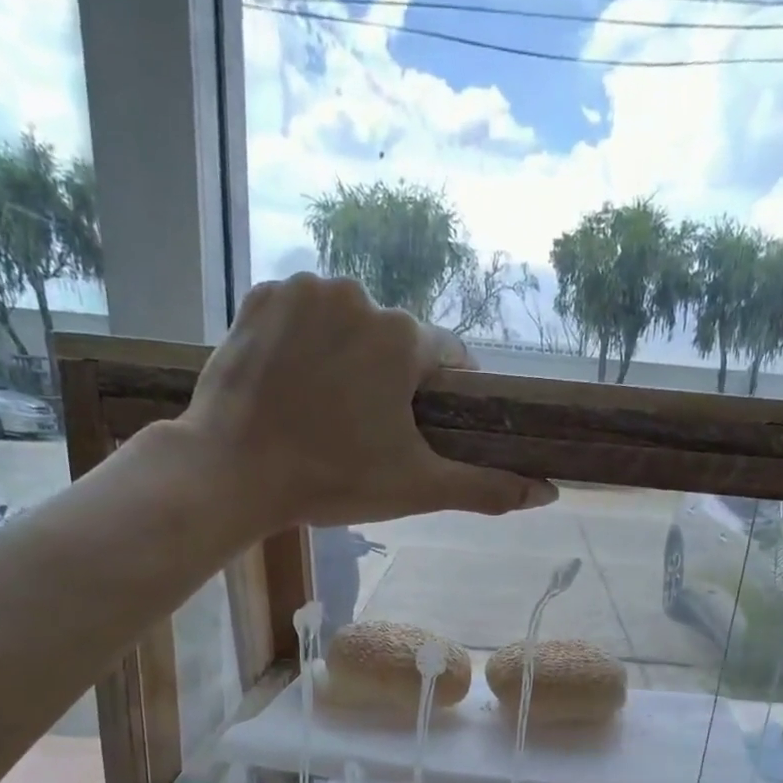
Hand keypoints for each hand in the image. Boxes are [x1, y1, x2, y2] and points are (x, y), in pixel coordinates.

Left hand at [180, 273, 557, 529]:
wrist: (233, 471)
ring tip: (323, 410)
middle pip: (393, 340)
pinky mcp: (259, 296)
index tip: (417, 429)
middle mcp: (359, 295)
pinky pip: (301, 315)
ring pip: (347, 323)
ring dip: (346, 357)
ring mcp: (303, 290)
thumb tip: (549, 492)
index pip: (445, 358)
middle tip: (361, 431)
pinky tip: (291, 384)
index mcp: (403, 337)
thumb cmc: (333, 479)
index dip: (438, 397)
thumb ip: (487, 487)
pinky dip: (304, 342)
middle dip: (387, 380)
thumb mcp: (418, 488)